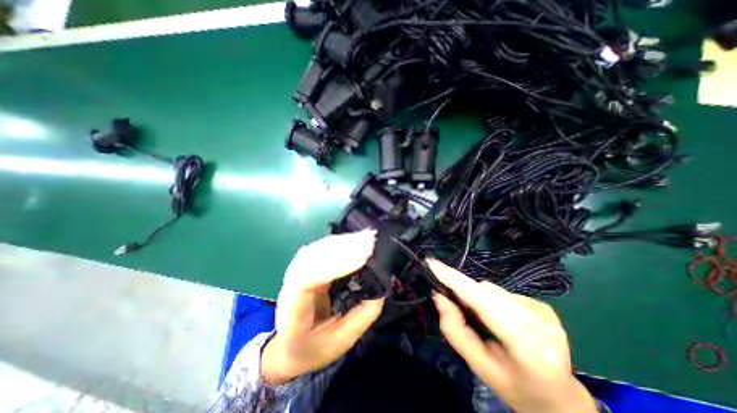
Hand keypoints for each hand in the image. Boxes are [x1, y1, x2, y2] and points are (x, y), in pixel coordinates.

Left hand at [261, 231, 385, 385]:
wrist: (288, 345)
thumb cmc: (312, 347)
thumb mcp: (340, 342)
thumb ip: (361, 317)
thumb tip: (381, 289)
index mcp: (293, 308)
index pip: (307, 279)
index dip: (334, 265)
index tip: (362, 259)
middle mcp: (290, 283)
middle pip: (313, 256)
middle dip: (344, 247)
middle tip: (371, 242)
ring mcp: (297, 270)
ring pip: (318, 248)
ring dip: (343, 241)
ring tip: (367, 237)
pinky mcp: (307, 264)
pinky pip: (322, 248)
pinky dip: (340, 242)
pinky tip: (356, 239)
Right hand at [431, 260, 593, 411]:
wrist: (558, 397)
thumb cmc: (513, 386)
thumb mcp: (478, 365)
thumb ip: (455, 330)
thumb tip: (438, 296)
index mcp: (527, 347)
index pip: (484, 302)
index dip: (456, 281)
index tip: (432, 263)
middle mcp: (540, 323)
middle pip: (486, 292)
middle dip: (464, 291)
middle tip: (450, 300)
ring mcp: (545, 311)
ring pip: (493, 290)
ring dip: (478, 296)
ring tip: (479, 317)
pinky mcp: (544, 305)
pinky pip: (504, 292)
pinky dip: (492, 300)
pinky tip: (499, 318)